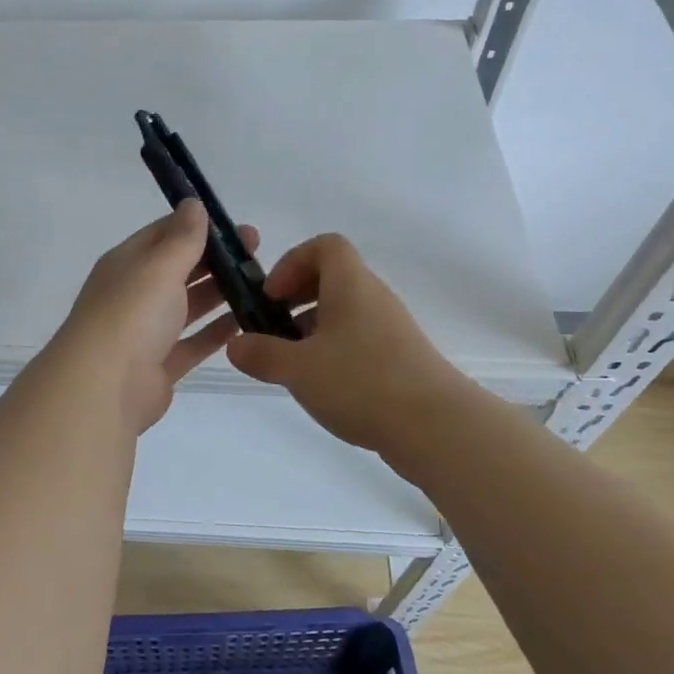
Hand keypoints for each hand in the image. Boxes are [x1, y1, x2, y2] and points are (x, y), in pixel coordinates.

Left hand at [54, 199, 256, 433]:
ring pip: (188, 306)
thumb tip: (193, 203)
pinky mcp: (160, 365)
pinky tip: (248, 323)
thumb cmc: (132, 314)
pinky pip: (193, 343)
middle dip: (216, 260)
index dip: (199, 226)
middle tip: (258, 254)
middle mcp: (134, 293)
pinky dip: (216, 333)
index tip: (238, 227)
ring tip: (262, 286)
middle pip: (179, 269)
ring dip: (220, 294)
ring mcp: (146, 331)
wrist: (104, 387)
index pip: (164, 234)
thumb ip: (182, 237)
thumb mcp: (160, 265)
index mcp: (127, 263)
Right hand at [225, 233, 456, 454]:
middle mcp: (373, 297)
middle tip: (273, 328)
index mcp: (350, 284)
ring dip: (313, 328)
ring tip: (292, 363)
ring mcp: (391, 328)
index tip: (272, 296)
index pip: (325, 245)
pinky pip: (360, 338)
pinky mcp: (401, 358)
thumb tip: (236, 345)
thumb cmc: (361, 382)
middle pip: (332, 278)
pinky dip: (334, 350)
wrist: (437, 427)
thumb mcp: (297, 369)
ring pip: (345, 311)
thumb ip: (261, 354)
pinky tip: (322, 385)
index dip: (292, 262)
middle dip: (296, 298)